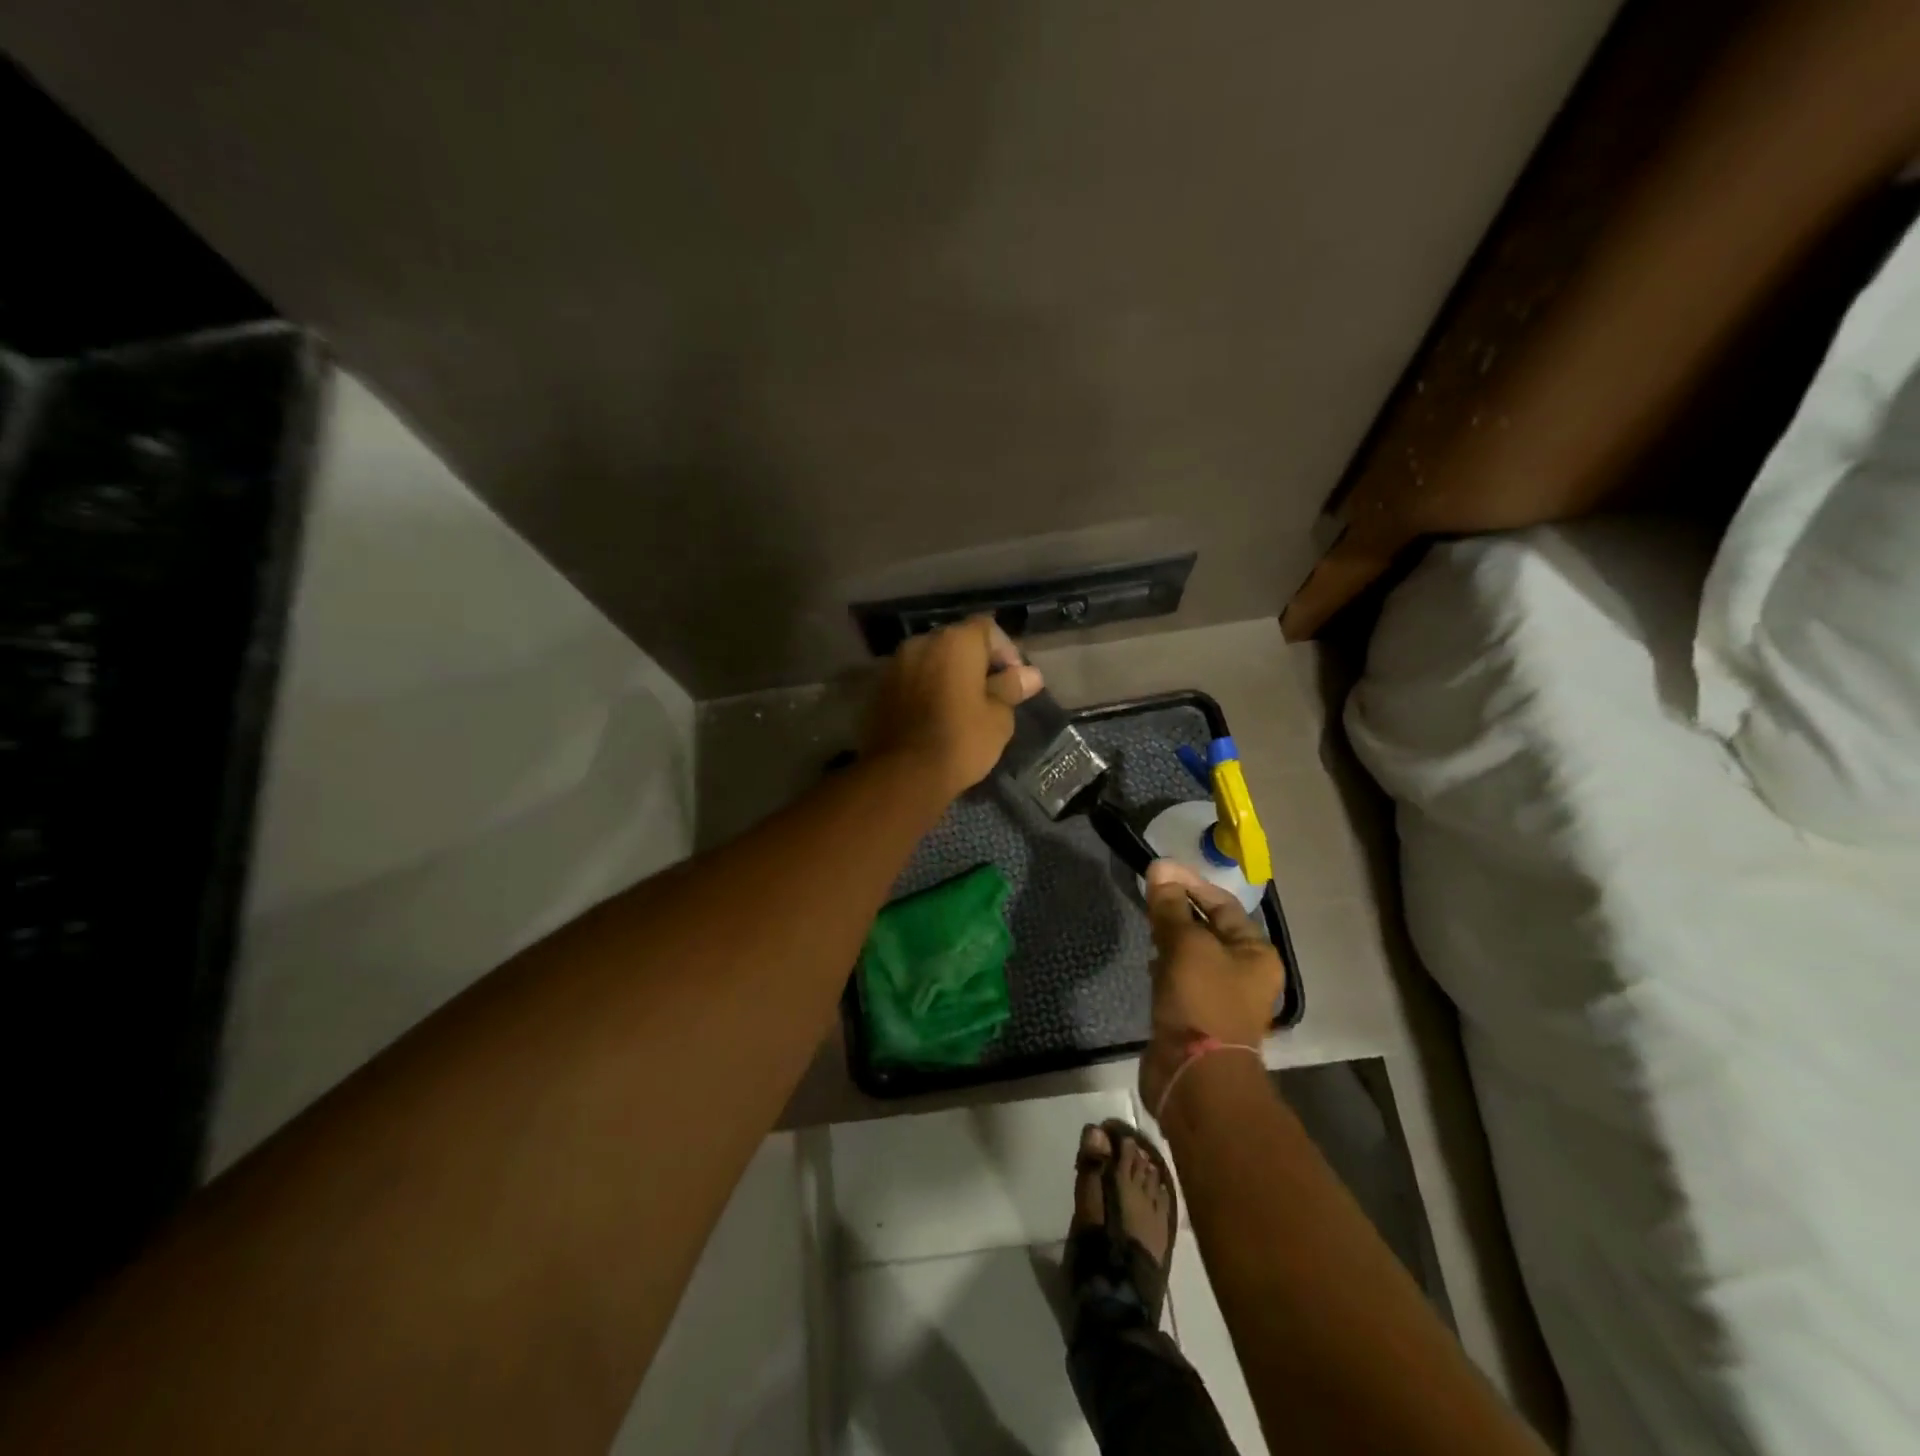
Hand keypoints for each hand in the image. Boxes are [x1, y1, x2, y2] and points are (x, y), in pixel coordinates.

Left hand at [863, 616, 1043, 800]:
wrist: (903, 774)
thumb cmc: (960, 741)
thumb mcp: (998, 717)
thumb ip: (1011, 688)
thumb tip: (1030, 675)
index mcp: (955, 642)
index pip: (987, 628)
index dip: (1005, 650)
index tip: (1014, 680)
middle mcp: (922, 642)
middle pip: (956, 642)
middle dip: (976, 662)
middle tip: (991, 693)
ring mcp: (896, 664)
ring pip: (931, 660)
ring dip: (948, 675)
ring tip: (962, 707)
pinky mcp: (879, 688)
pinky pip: (912, 679)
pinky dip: (926, 689)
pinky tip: (935, 715)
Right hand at [1138, 861, 1283, 1113]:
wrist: (1195, 1077)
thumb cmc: (1201, 1001)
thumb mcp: (1185, 945)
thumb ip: (1170, 906)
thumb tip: (1160, 868)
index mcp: (1255, 952)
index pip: (1221, 903)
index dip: (1190, 883)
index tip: (1157, 871)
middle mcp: (1244, 972)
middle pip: (1208, 927)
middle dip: (1179, 908)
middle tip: (1148, 894)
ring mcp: (1220, 996)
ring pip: (1193, 953)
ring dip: (1171, 936)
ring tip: (1146, 922)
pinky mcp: (1196, 1015)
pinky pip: (1181, 977)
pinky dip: (1165, 964)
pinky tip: (1148, 960)